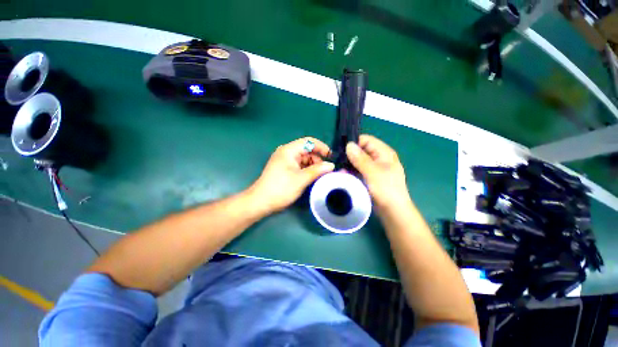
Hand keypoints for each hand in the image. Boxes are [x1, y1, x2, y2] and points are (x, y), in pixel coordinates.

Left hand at [249, 137, 334, 213]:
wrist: (261, 202)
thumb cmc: (281, 188)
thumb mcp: (301, 179)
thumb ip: (317, 170)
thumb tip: (331, 165)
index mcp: (289, 150)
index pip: (309, 142)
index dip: (321, 147)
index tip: (331, 157)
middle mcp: (286, 152)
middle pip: (307, 151)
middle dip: (318, 159)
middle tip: (326, 171)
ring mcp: (284, 161)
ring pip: (303, 159)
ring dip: (313, 166)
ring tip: (320, 176)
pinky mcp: (284, 168)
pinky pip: (299, 165)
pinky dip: (306, 170)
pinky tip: (312, 177)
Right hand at [346, 135, 409, 210]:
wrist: (393, 211)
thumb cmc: (386, 189)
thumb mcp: (372, 172)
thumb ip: (360, 158)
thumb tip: (348, 144)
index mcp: (384, 153)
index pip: (366, 140)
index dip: (354, 143)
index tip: (341, 150)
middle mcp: (379, 158)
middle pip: (361, 150)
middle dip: (349, 155)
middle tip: (338, 162)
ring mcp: (374, 168)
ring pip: (359, 161)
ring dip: (349, 164)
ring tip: (339, 170)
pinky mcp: (370, 177)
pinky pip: (359, 170)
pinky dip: (352, 171)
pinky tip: (344, 175)